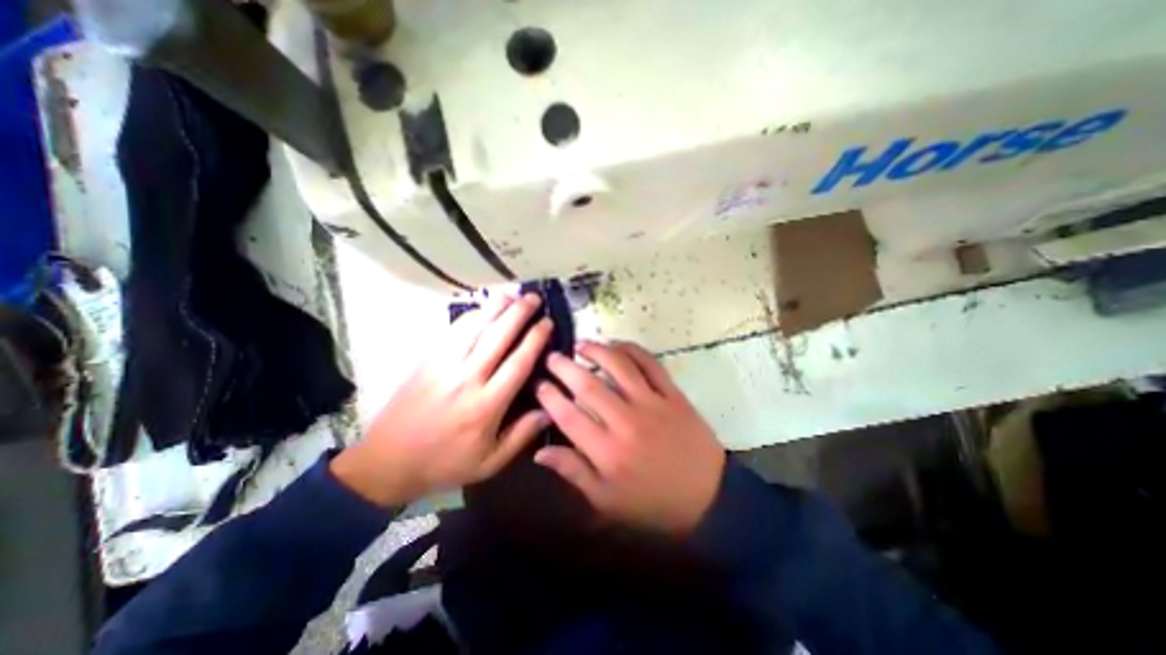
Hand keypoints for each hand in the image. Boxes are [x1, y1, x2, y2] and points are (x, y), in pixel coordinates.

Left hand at [332, 293, 555, 505]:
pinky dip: (470, 316)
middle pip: (497, 337)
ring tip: (512, 294)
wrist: (387, 462)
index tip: (547, 322)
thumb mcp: (490, 462)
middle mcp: (467, 379)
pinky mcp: (428, 361)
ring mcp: (444, 366)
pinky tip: (482, 308)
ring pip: (474, 329)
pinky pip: (453, 332)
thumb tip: (550, 410)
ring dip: (495, 308)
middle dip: (518, 314)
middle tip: (534, 297)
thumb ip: (522, 435)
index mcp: (486, 406)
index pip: (518, 363)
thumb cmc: (445, 463)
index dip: (535, 339)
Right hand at [531, 339, 725, 535]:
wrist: (708, 496)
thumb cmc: (652, 502)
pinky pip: (650, 364)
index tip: (539, 384)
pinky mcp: (672, 394)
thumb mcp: (607, 500)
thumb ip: (573, 472)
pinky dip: (632, 350)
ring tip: (581, 344)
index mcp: (607, 452)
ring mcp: (652, 404)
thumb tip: (540, 452)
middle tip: (552, 356)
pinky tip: (618, 345)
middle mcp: (626, 422)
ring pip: (619, 367)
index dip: (549, 397)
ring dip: (597, 351)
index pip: (569, 416)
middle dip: (565, 367)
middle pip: (589, 387)